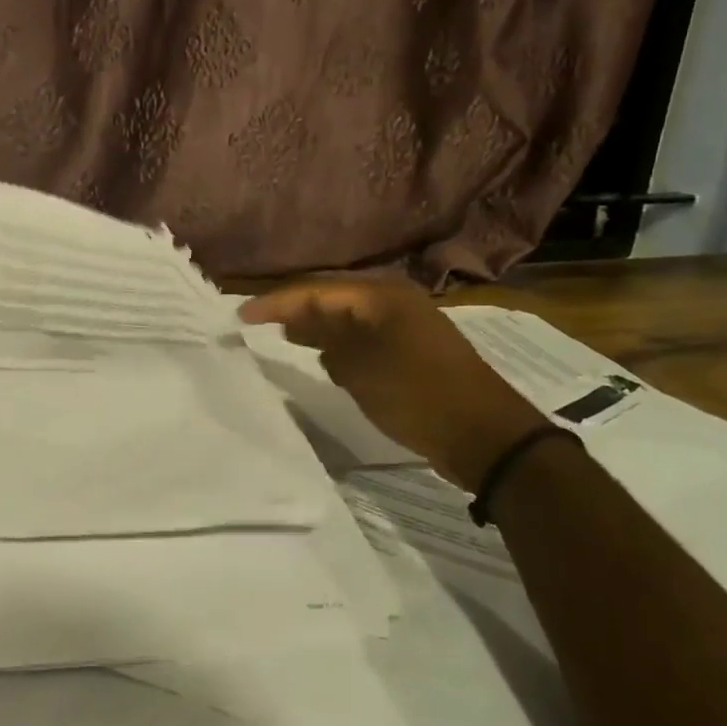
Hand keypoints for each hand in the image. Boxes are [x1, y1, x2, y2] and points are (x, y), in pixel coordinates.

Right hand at [240, 277, 545, 488]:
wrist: (485, 434)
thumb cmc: (417, 394)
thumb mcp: (361, 367)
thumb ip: (326, 341)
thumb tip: (304, 327)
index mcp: (382, 296)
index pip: (316, 291)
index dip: (276, 302)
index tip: (242, 315)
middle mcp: (393, 303)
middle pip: (333, 300)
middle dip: (295, 310)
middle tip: (257, 322)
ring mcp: (406, 327)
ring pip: (349, 320)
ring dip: (317, 327)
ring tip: (282, 335)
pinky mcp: (412, 352)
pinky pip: (364, 339)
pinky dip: (340, 345)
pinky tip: (323, 357)